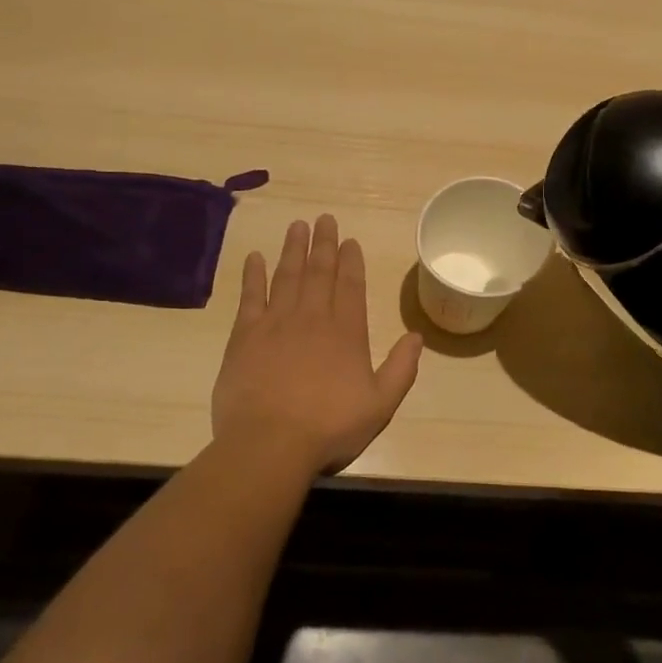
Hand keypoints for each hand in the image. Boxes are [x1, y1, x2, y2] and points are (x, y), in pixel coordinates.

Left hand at [210, 215, 422, 475]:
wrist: (270, 444)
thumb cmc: (329, 427)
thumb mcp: (380, 405)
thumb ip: (401, 369)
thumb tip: (416, 336)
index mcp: (346, 333)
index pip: (350, 286)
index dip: (351, 261)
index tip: (349, 240)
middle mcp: (312, 318)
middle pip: (319, 273)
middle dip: (323, 244)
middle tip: (324, 219)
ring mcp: (276, 323)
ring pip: (287, 276)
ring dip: (293, 250)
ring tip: (297, 226)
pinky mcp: (245, 336)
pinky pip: (250, 296)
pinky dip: (253, 275)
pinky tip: (255, 257)